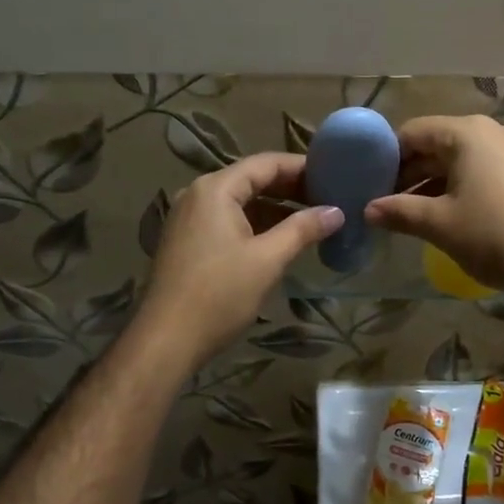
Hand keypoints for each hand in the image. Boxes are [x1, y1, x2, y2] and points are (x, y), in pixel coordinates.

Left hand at [134, 153, 343, 368]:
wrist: (167, 340)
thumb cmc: (219, 294)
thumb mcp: (267, 260)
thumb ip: (303, 229)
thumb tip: (336, 211)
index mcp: (215, 189)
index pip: (265, 163)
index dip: (301, 167)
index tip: (333, 174)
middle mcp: (198, 194)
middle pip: (251, 179)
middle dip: (290, 188)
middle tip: (328, 198)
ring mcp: (189, 218)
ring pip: (240, 202)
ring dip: (275, 209)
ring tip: (312, 219)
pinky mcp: (188, 241)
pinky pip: (227, 221)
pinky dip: (256, 224)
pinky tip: (280, 239)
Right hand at [365, 115, 503, 300]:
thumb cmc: (495, 235)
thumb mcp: (440, 224)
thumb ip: (399, 211)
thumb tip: (368, 210)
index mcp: (467, 133)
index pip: (412, 133)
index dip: (386, 157)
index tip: (368, 184)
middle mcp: (491, 132)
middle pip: (435, 144)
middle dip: (407, 173)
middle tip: (383, 202)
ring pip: (458, 160)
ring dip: (431, 184)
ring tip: (407, 213)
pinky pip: (480, 171)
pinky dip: (457, 188)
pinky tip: (444, 215)